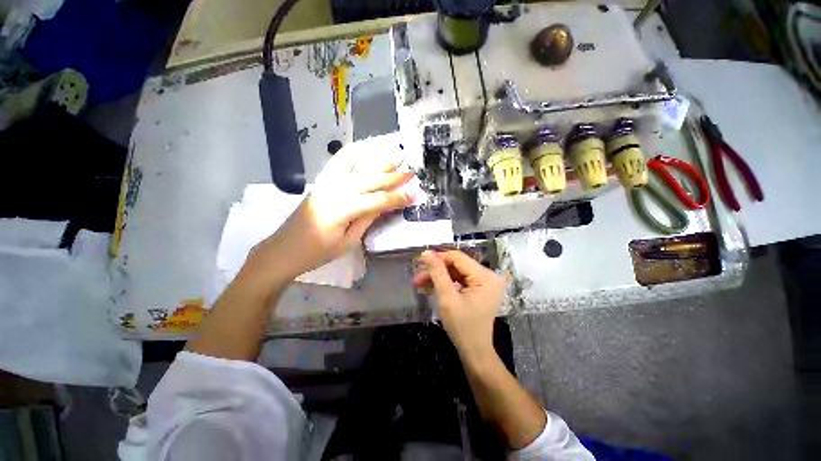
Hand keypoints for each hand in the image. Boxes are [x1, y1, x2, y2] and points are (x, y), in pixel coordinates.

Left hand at [251, 137, 413, 281]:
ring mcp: (325, 183)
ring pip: (354, 164)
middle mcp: (333, 190)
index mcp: (341, 210)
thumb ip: (366, 220)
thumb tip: (384, 205)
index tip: (414, 195)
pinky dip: (353, 152)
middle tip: (411, 171)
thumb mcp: (347, 242)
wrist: (283, 250)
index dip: (396, 198)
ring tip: (393, 153)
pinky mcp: (321, 181)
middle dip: (392, 176)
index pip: (376, 200)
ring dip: (375, 158)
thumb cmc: (316, 253)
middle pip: (368, 179)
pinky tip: (364, 148)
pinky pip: (338, 162)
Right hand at [414, 250, 504, 360]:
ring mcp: (484, 283)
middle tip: (417, 276)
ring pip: (456, 272)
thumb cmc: (462, 327)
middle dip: (436, 270)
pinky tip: (430, 286)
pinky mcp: (479, 289)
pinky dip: (446, 283)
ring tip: (419, 282)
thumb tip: (427, 253)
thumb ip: (438, 273)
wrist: (474, 351)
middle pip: (457, 265)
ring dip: (438, 277)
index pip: (458, 258)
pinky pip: (459, 280)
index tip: (420, 260)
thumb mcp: (447, 298)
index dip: (439, 257)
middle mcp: (488, 276)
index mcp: (485, 276)